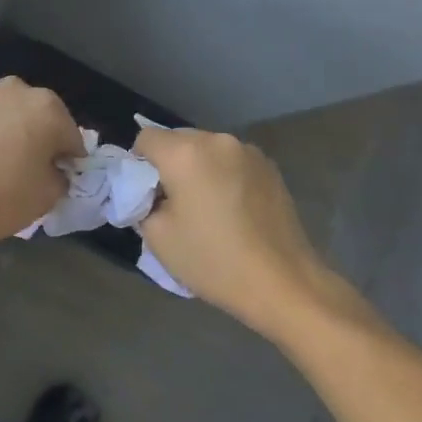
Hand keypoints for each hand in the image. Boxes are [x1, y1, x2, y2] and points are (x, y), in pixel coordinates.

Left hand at [0, 78, 79, 254]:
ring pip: (13, 114)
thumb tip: (55, 170)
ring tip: (2, 164)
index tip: (58, 181)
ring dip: (15, 132)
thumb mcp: (46, 197)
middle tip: (31, 172)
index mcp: (48, 108)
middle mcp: (19, 90)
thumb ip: (61, 177)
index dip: (69, 162)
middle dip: (42, 141)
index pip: (72, 139)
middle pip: (43, 118)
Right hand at [132, 128, 361, 338]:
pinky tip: (232, 208)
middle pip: (177, 139)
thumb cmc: (214, 260)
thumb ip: (142, 203)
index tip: (147, 194)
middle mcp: (216, 140)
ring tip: (207, 206)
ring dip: (198, 168)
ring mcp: (247, 150)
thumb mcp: (158, 237)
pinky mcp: (269, 166)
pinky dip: (223, 174)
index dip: (138, 163)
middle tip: (174, 202)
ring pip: (206, 149)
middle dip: (168, 163)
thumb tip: (149, 193)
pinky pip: (231, 160)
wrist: (283, 283)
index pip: (145, 138)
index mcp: (185, 153)